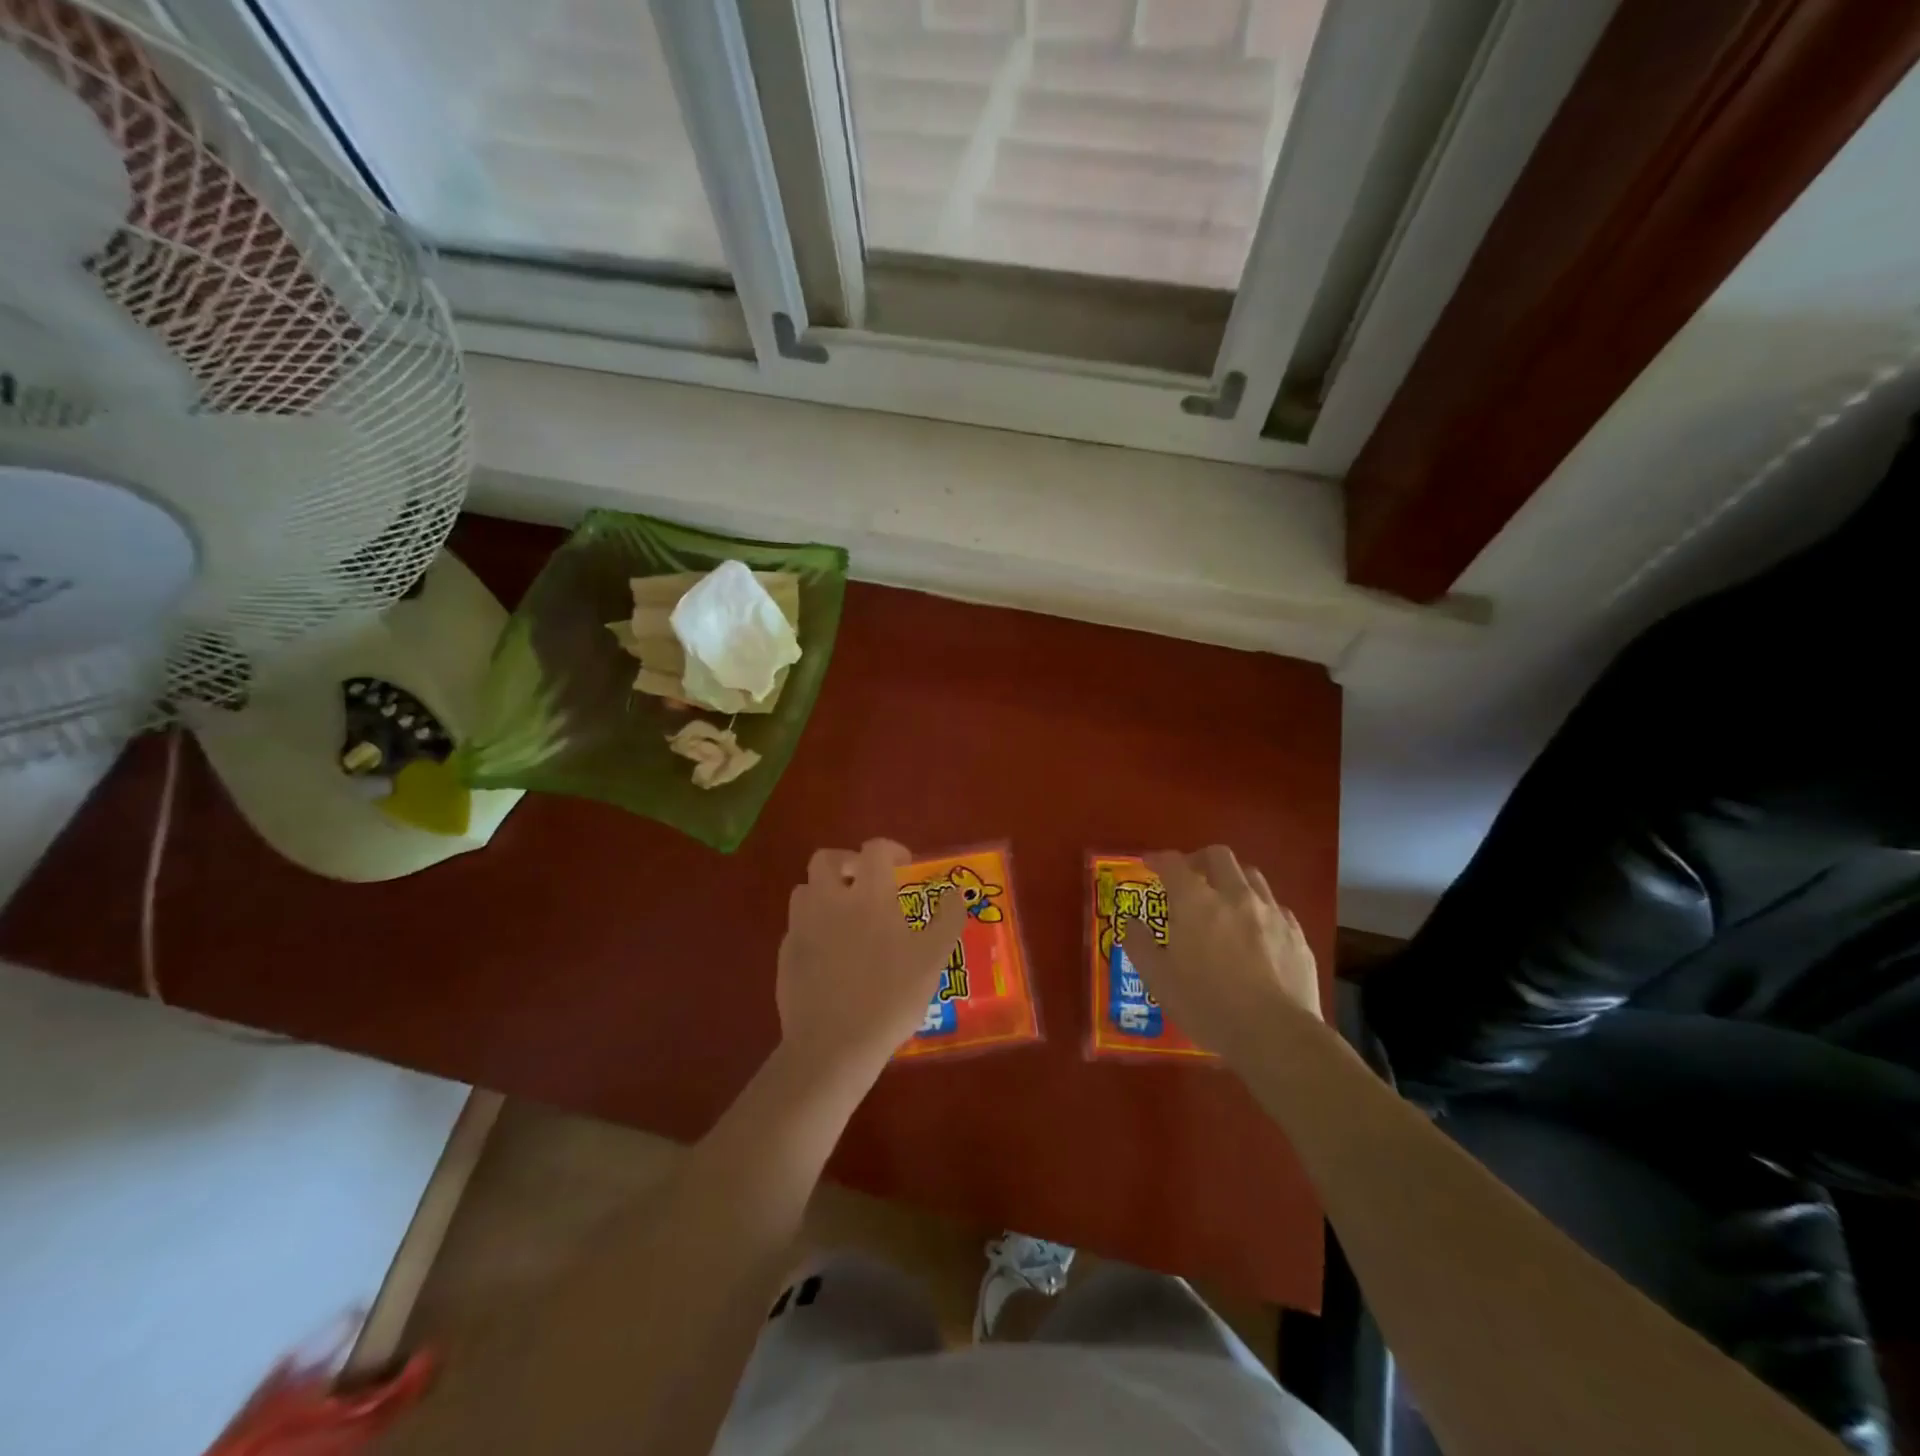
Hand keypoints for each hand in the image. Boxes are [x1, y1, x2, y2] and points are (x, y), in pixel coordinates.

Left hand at [776, 839, 965, 1078]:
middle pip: (826, 859)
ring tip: (845, 915)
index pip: (875, 850)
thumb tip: (954, 892)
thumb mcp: (933, 959)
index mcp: (868, 896)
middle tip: (865, 882)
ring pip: (805, 890)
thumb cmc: (890, 997)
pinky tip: (829, 952)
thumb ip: (947, 919)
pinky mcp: (786, 954)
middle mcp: (830, 901)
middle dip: (847, 862)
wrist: (833, 1045)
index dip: (891, 850)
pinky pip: (797, 925)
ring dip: (825, 892)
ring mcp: (802, 927)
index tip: (904, 867)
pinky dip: (813, 926)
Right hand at [1122, 846, 1321, 1062]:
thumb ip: (1140, 945)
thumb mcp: (1158, 980)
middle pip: (1218, 856)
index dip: (1158, 859)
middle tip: (1189, 878)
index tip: (1149, 864)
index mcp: (1195, 902)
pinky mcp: (1296, 933)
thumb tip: (1132, 923)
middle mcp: (1234, 896)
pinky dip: (1259, 909)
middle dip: (1199, 859)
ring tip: (1224, 900)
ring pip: (1251, 876)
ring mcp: (1270, 912)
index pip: (1173, 863)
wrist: (1276, 1035)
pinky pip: (1276, 907)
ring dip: (1232, 879)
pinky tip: (1256, 931)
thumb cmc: (1207, 1006)